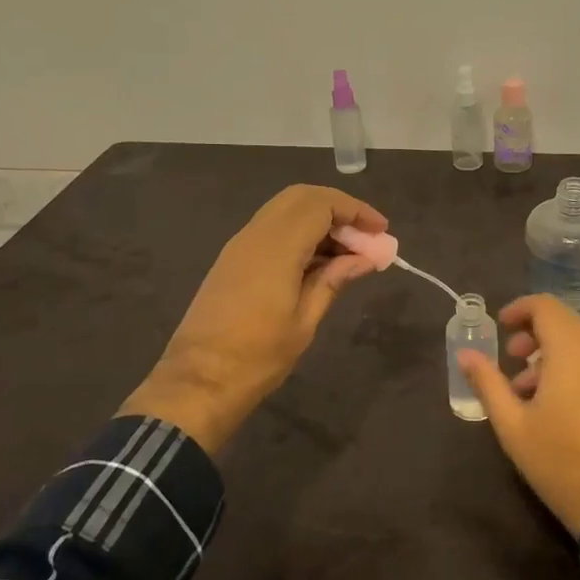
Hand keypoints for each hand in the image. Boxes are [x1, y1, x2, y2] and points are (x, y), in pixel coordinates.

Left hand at [122, 185, 386, 453]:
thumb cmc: (257, 357)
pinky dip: (299, 232)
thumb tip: (365, 258)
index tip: (381, 231)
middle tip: (365, 235)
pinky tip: (318, 261)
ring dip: (319, 219)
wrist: (197, 382)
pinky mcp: (232, 259)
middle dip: (338, 208)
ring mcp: (240, 245)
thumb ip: (334, 279)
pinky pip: (272, 228)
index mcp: (277, 247)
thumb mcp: (305, 320)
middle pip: (302, 197)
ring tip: (348, 251)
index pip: (321, 204)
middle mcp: (256, 234)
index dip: (355, 211)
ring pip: (285, 210)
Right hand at [457, 295, 579, 535]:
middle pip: (566, 322)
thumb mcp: (511, 425)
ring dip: (554, 353)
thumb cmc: (558, 461)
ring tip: (530, 390)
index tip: (501, 327)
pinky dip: (575, 369)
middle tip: (512, 357)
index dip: (520, 308)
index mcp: (570, 352)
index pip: (546, 306)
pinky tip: (560, 406)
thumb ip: (487, 383)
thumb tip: (465, 354)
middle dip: (535, 332)